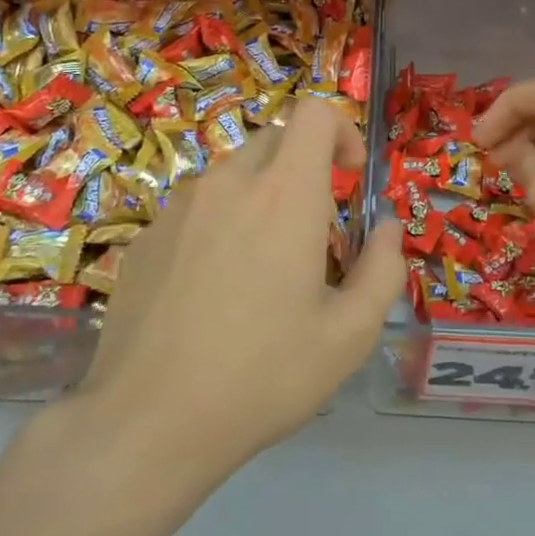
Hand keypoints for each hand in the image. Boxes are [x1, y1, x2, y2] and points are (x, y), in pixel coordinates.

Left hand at [77, 98, 404, 474]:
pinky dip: (220, 225)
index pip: (314, 112)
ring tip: (264, 269)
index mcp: (285, 194)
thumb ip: (384, 269)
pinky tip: (213, 292)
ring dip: (262, 198)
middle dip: (306, 168)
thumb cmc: (263, 376)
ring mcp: (178, 208)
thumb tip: (388, 228)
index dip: (342, 131)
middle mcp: (229, 183)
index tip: (350, 178)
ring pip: (234, 175)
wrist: (148, 423)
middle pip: (276, 139)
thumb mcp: (350, 335)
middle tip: (316, 232)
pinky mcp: (146, 237)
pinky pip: (196, 209)